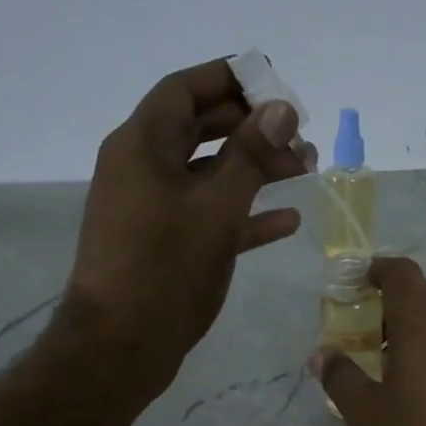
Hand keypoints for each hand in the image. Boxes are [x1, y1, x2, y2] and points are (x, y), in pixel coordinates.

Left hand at [65, 57, 315, 397]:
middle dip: (251, 126)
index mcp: (142, 145)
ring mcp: (151, 208)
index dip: (229, 78)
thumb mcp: (216, 208)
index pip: (185, 90)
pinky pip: (207, 214)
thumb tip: (281, 108)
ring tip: (305, 168)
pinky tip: (286, 218)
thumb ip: (250, 155)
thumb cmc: (165, 269)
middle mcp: (142, 168)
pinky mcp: (163, 244)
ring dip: (254, 167)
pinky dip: (243, 211)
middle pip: (200, 129)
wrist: (120, 347)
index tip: (276, 82)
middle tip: (300, 133)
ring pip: (208, 173)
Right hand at [313, 257, 425, 425]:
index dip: (376, 271)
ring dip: (421, 326)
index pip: (399, 272)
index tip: (357, 285)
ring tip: (399, 359)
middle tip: (369, 332)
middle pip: (423, 293)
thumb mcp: (370, 416)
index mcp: (422, 319)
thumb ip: (341, 379)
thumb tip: (321, 354)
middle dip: (394, 304)